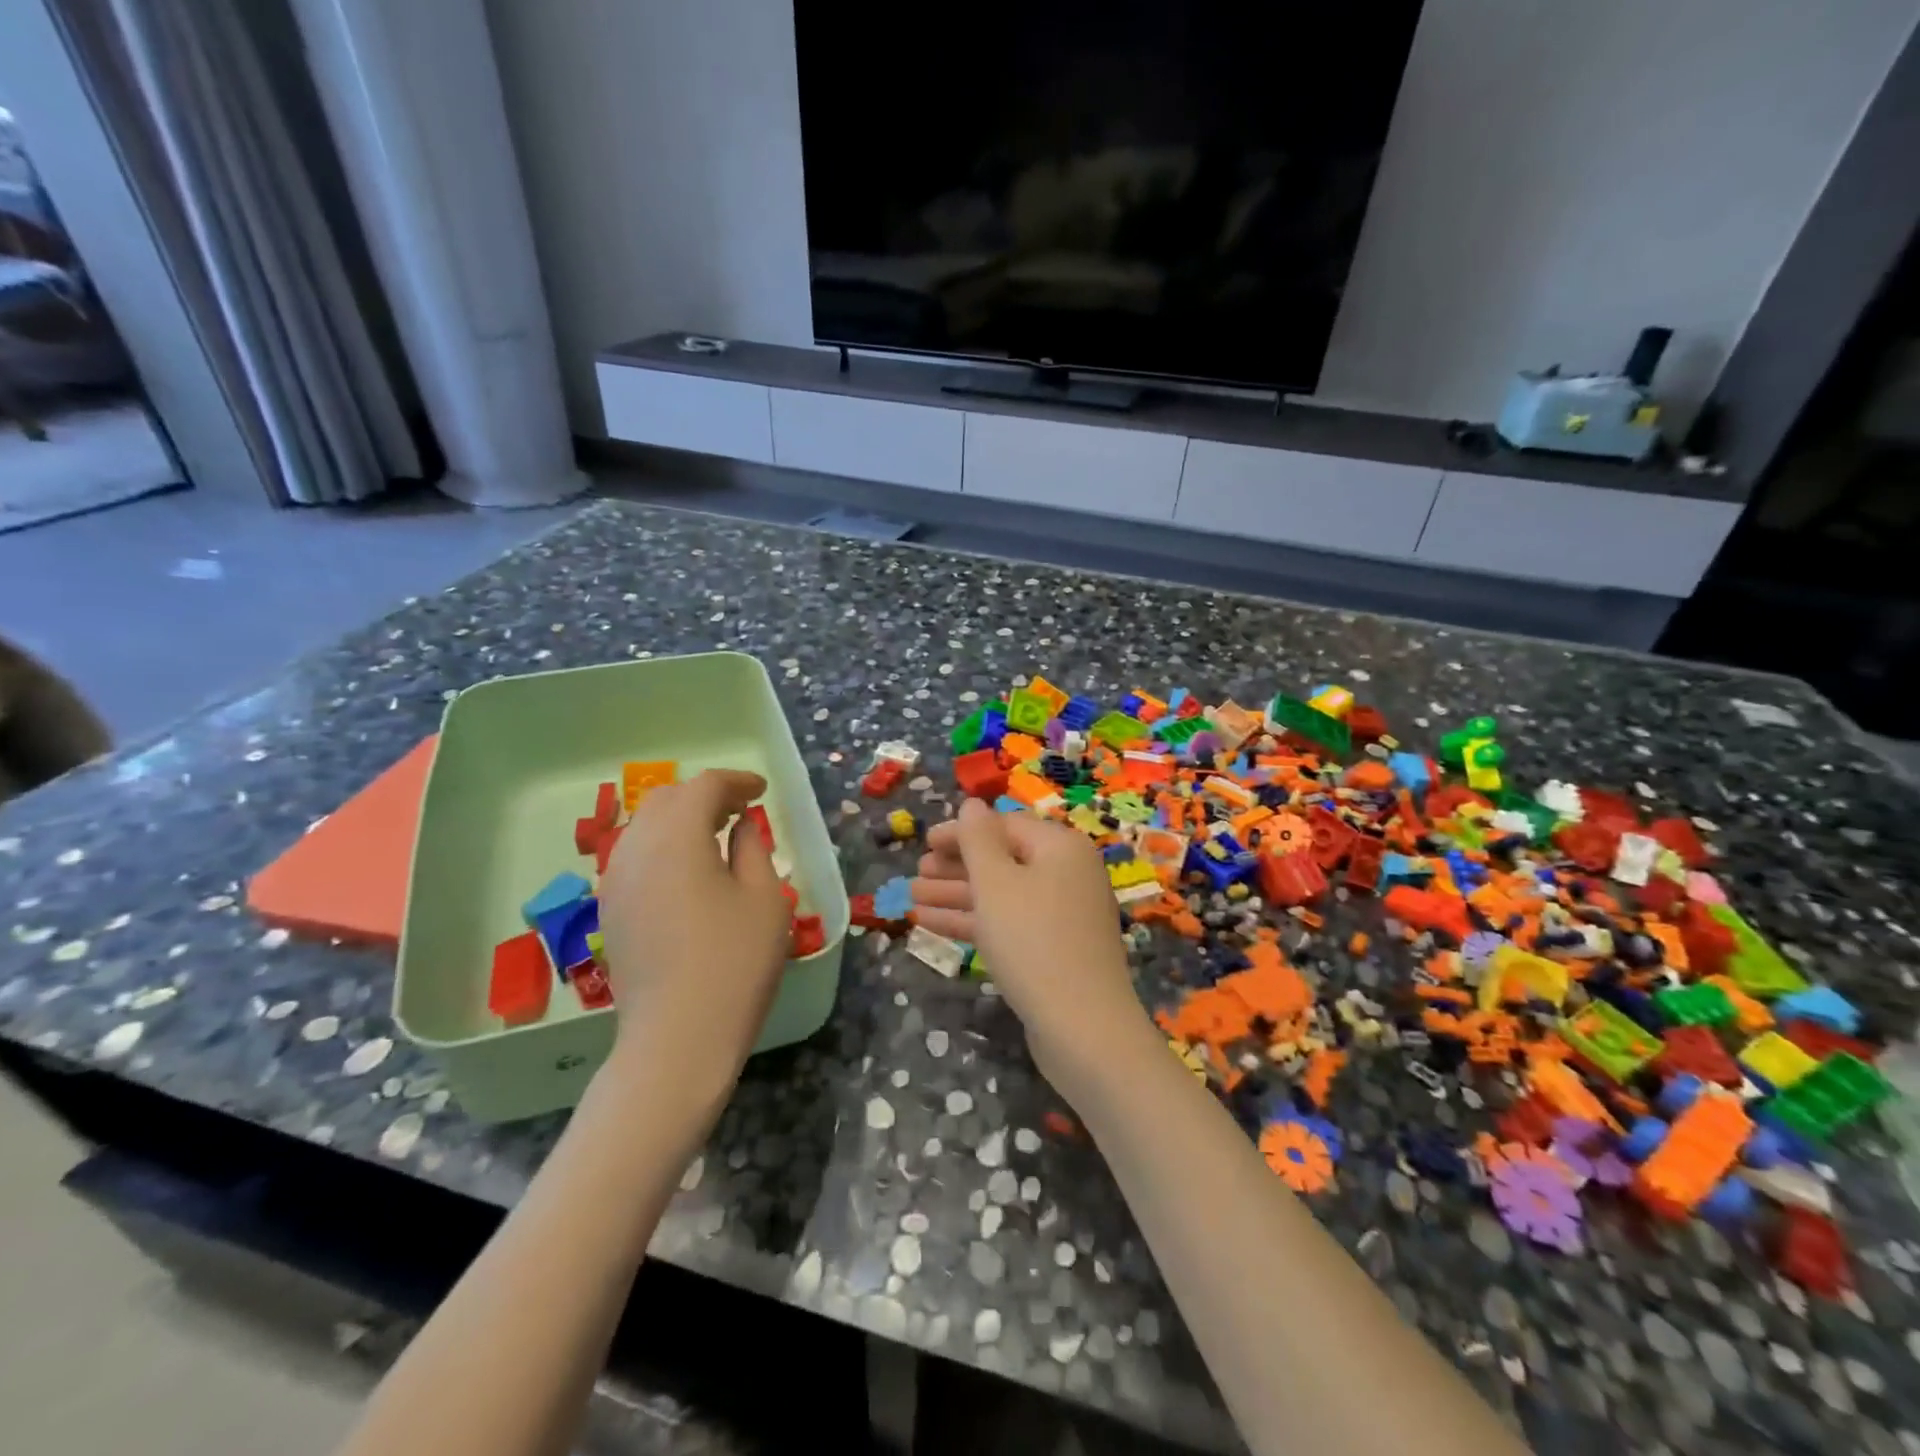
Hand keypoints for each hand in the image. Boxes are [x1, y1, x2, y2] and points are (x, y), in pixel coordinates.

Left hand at [598, 770, 791, 1096]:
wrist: (677, 1038)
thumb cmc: (734, 962)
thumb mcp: (764, 898)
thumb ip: (753, 849)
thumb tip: (740, 826)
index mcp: (677, 837)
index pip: (704, 787)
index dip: (735, 781)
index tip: (761, 791)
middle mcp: (637, 849)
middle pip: (667, 800)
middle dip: (705, 795)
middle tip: (740, 810)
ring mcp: (616, 881)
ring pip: (645, 826)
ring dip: (681, 819)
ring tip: (716, 836)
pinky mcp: (611, 910)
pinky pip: (636, 856)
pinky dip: (664, 845)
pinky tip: (689, 871)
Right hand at [910, 799, 1157, 1096]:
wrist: (1083, 1028)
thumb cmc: (1033, 941)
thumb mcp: (996, 883)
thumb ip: (978, 839)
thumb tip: (972, 804)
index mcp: (1061, 847)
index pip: (1004, 826)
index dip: (962, 832)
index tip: (924, 842)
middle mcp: (1067, 874)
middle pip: (1003, 860)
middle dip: (956, 866)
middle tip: (916, 873)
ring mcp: (1063, 915)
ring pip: (1002, 895)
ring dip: (956, 895)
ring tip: (912, 898)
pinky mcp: (1054, 950)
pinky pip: (1009, 923)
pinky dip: (974, 921)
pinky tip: (931, 924)